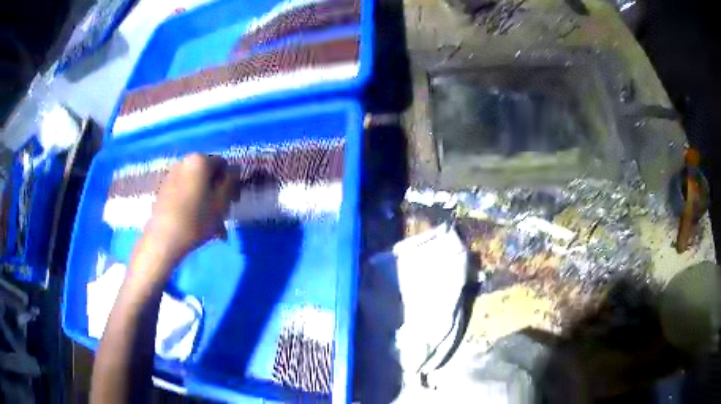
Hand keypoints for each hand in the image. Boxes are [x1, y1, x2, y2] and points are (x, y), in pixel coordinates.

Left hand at [143, 154, 235, 263]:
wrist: (164, 239)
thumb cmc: (196, 220)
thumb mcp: (222, 202)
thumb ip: (231, 181)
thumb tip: (234, 169)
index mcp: (200, 160)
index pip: (224, 164)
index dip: (231, 183)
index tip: (232, 202)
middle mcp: (184, 161)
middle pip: (208, 174)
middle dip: (216, 192)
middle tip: (221, 213)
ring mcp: (171, 174)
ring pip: (195, 184)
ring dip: (205, 199)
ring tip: (208, 222)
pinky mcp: (163, 188)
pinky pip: (184, 190)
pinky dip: (192, 201)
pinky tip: (193, 220)